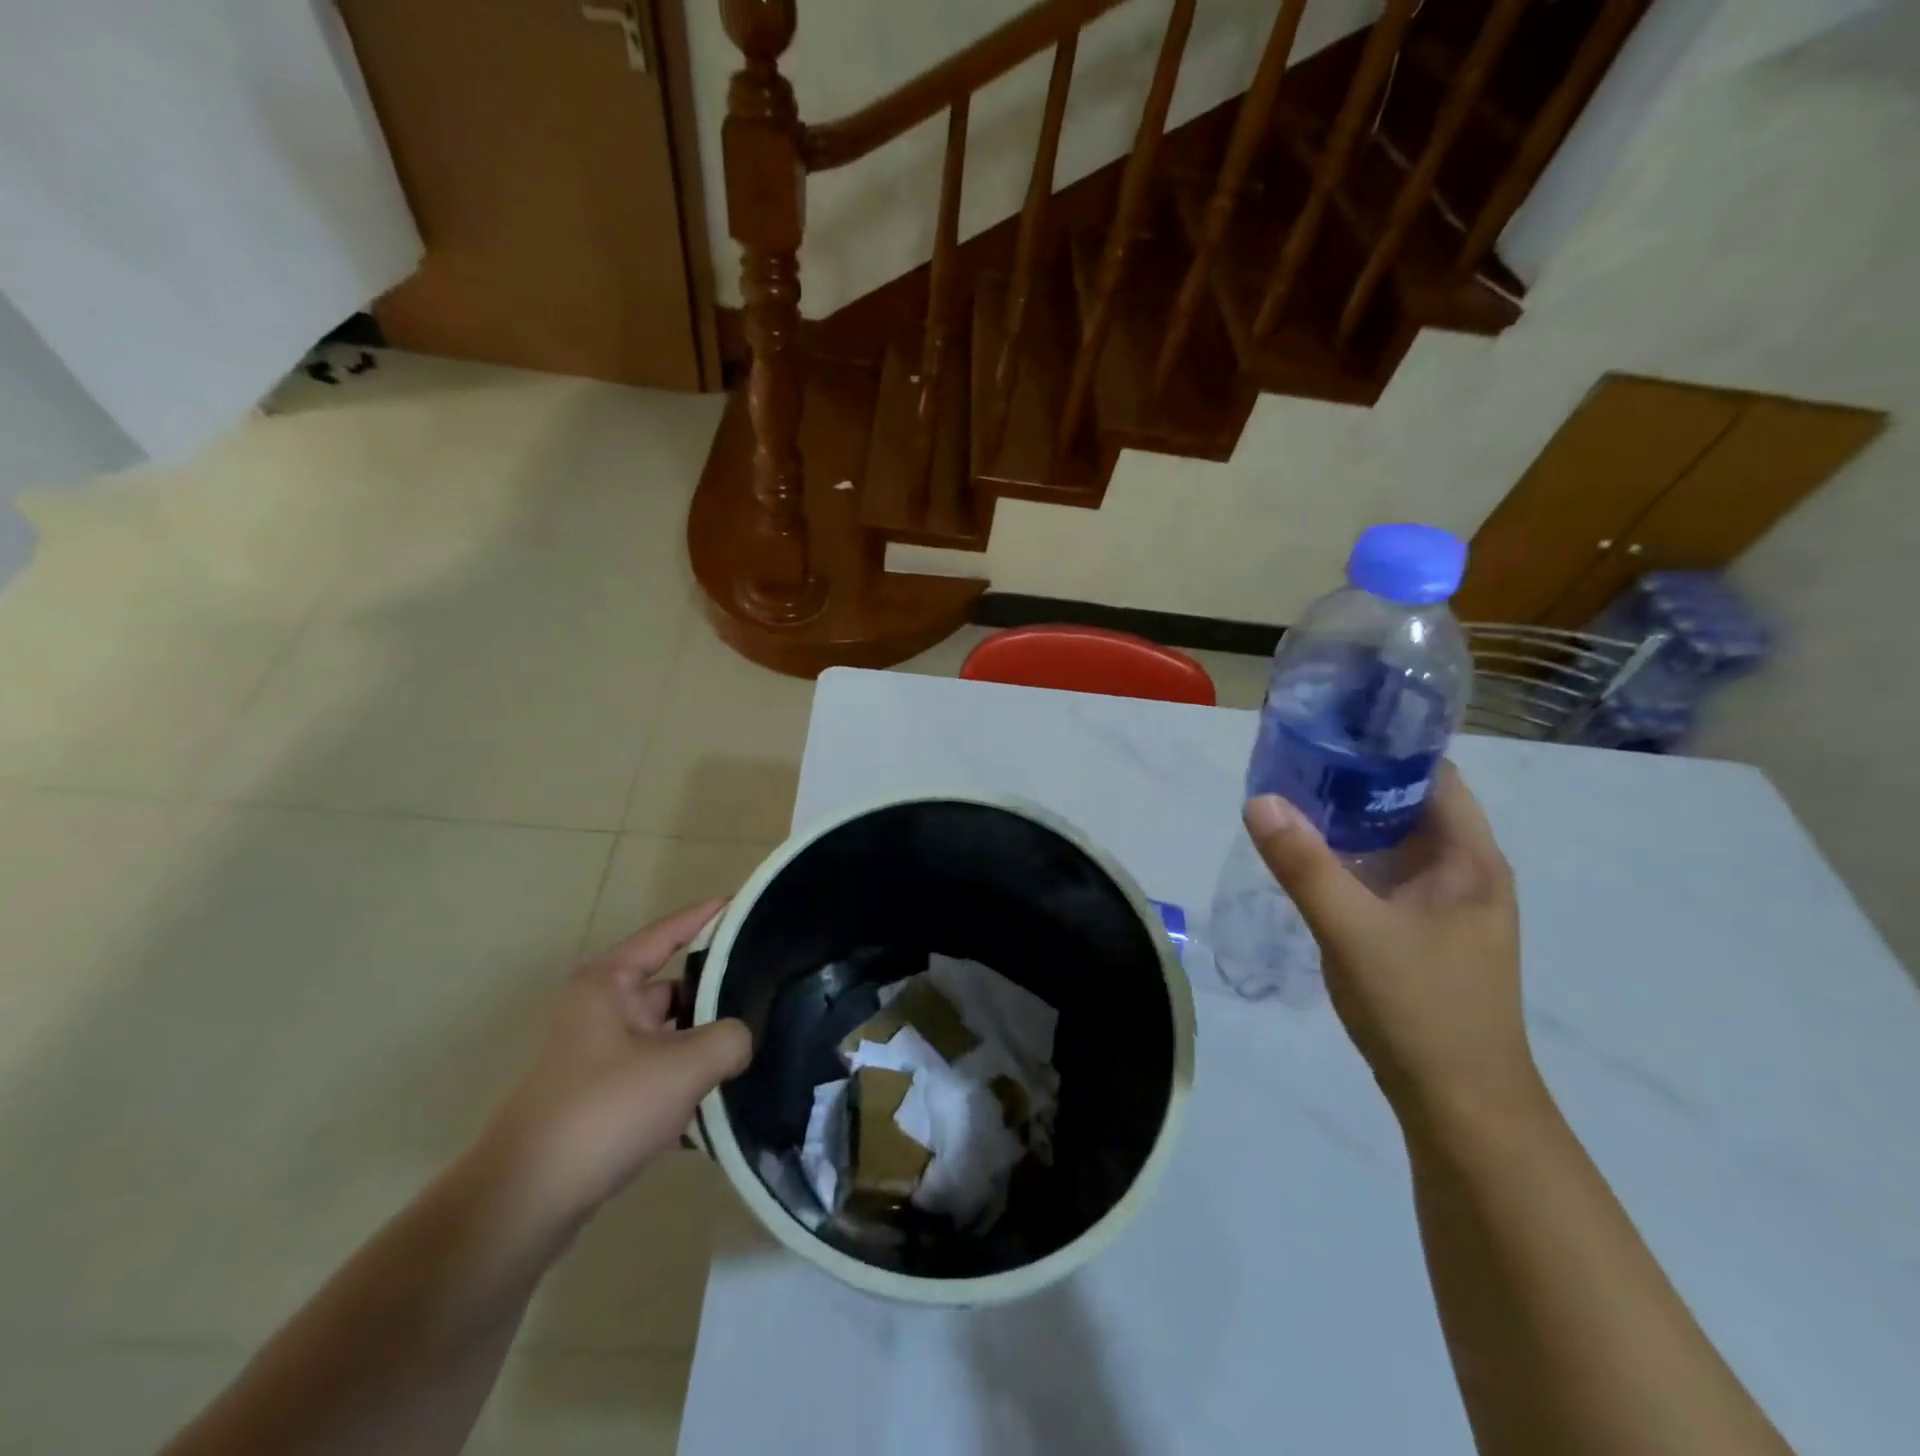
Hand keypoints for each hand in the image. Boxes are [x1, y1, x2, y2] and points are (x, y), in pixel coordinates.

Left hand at [478, 901, 752, 1220]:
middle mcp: (599, 1010)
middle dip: (716, 995)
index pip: (667, 933)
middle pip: (672, 988)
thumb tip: (740, 1039)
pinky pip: (654, 1074)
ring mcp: (595, 1056)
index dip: (707, 917)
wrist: (523, 1205)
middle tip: (768, 995)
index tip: (745, 906)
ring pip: (667, 1036)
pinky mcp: (597, 1097)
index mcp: (608, 983)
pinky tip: (719, 1102)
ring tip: (753, 1049)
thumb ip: (730, 1039)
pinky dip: (684, 1082)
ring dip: (702, 1045)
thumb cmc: (602, 1111)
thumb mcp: (683, 1067)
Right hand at [1244, 762, 1539, 1120]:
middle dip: (1355, 782)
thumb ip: (1304, 865)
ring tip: (1290, 799)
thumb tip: (1259, 800)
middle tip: (1292, 762)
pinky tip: (1307, 858)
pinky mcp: (1421, 932)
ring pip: (1393, 843)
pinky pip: (1382, 875)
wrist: (1459, 1106)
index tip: (1329, 730)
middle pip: (1409, 805)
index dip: (1387, 748)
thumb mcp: (1353, 930)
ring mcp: (1443, 906)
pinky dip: (1349, 858)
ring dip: (1348, 821)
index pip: (1433, 776)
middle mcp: (1464, 874)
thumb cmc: (1421, 1008)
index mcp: (1470, 861)